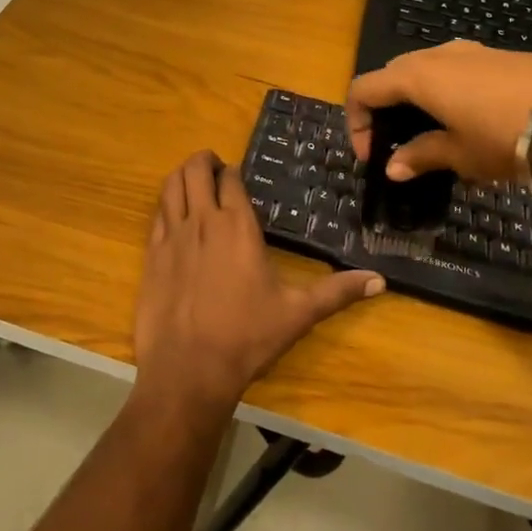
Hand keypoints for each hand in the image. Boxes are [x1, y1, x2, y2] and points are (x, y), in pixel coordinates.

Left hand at [134, 151, 382, 414]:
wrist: (188, 368)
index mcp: (238, 225)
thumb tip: (380, 280)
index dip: (233, 171)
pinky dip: (165, 204)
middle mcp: (202, 220)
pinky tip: (172, 215)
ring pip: (171, 185)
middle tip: (214, 170)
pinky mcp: (150, 254)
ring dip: (181, 176)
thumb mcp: (298, 314)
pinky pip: (156, 214)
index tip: (238, 176)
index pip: (230, 178)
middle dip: (204, 162)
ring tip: (192, 182)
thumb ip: (337, 292)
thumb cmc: (247, 336)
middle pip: (195, 170)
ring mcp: (172, 235)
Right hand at [346, 40, 531, 184]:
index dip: (357, 123)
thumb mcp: (460, 155)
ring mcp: (469, 51)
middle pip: (392, 75)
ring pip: (425, 70)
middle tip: (399, 143)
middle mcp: (435, 55)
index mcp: (415, 77)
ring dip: (417, 99)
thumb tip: (393, 167)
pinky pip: (455, 70)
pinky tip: (473, 122)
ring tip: (437, 134)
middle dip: (386, 109)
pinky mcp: (497, 55)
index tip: (372, 155)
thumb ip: (422, 157)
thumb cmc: (507, 135)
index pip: (363, 90)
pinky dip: (446, 92)